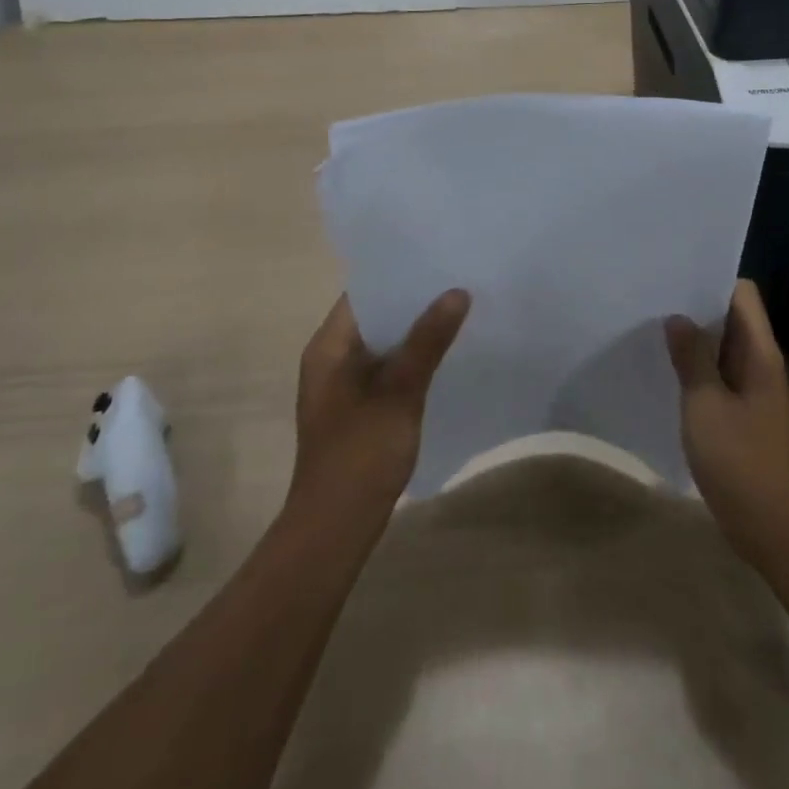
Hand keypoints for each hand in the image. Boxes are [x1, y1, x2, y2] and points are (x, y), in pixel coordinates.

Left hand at [287, 290, 469, 530]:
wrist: (335, 530)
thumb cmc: (360, 455)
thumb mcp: (399, 392)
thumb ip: (427, 341)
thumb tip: (457, 292)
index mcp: (328, 347)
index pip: (363, 292)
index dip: (399, 274)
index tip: (438, 258)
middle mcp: (331, 359)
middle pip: (376, 316)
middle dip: (415, 301)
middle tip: (459, 280)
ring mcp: (344, 386)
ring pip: (385, 344)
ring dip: (417, 331)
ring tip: (461, 309)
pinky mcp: (359, 408)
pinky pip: (388, 369)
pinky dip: (413, 358)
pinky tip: (447, 355)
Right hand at [666, 280, 788, 567]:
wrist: (777, 531)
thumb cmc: (741, 462)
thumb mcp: (706, 405)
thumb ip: (692, 358)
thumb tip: (677, 318)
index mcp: (760, 353)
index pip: (742, 294)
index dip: (712, 279)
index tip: (674, 275)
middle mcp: (761, 363)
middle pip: (732, 318)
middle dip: (696, 307)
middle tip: (653, 298)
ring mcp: (753, 391)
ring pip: (723, 349)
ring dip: (695, 339)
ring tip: (653, 328)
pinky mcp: (743, 415)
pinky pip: (719, 377)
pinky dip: (697, 369)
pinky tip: (668, 371)